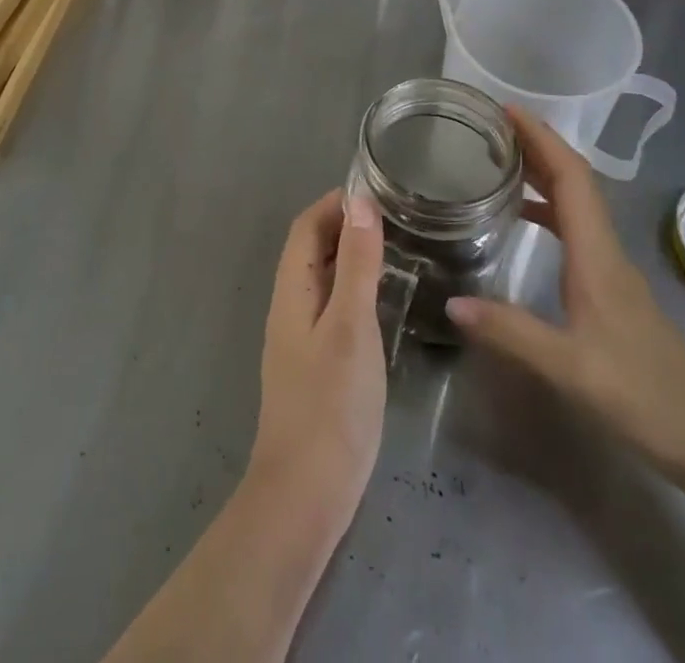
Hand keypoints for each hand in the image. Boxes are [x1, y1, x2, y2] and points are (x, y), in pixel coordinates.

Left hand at [248, 190, 385, 524]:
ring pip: (321, 280)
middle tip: (393, 217)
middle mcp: (289, 307)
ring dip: (348, 257)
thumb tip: (359, 202)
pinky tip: (381, 303)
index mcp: (291, 290)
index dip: (333, 203)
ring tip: (394, 250)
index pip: (305, 228)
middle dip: (343, 226)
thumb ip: (355, 264)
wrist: (306, 493)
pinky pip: (331, 308)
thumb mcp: (350, 325)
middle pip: (310, 250)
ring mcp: (299, 339)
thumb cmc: (330, 403)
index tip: (374, 191)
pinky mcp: (314, 366)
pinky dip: (353, 290)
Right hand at [446, 107, 684, 479]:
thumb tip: (451, 302)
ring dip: (543, 173)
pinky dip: (548, 208)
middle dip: (537, 145)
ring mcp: (610, 268)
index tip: (507, 110)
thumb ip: (511, 332)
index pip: (571, 178)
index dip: (541, 138)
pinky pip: (575, 228)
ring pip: (576, 203)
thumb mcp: (570, 367)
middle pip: (574, 181)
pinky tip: (523, 218)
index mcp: (597, 254)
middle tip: (492, 126)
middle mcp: (605, 249)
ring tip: (500, 159)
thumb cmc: (643, 395)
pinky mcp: (609, 288)